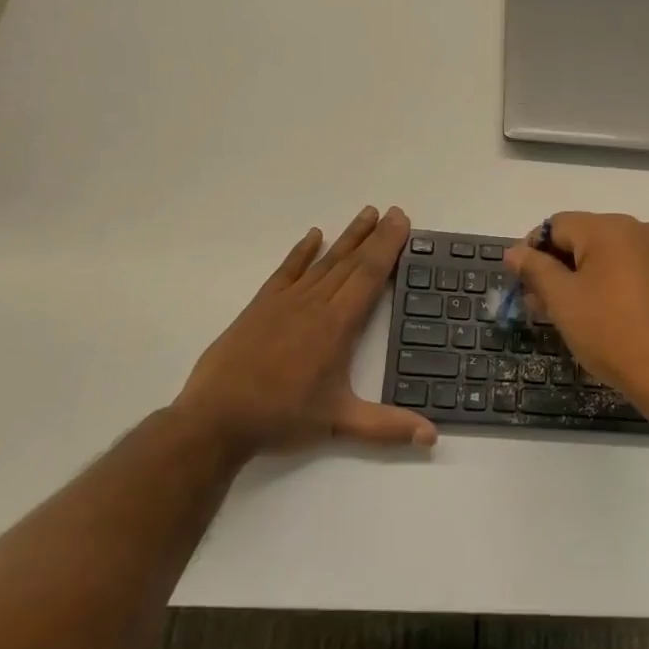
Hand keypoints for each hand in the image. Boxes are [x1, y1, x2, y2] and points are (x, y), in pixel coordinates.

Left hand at [176, 206, 437, 456]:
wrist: (216, 419)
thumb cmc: (281, 418)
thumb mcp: (338, 423)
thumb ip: (387, 427)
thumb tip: (433, 437)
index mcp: (337, 325)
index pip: (369, 275)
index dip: (388, 246)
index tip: (401, 221)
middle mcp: (315, 304)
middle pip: (351, 261)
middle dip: (375, 235)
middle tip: (393, 211)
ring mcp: (285, 302)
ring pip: (324, 262)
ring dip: (347, 237)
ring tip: (365, 214)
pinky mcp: (260, 306)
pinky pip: (286, 271)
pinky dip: (301, 252)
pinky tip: (313, 236)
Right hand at [503, 212, 648, 426]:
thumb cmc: (613, 333)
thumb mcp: (563, 301)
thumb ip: (535, 270)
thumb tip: (514, 252)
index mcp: (611, 227)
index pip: (557, 225)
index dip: (532, 250)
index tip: (518, 282)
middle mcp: (639, 229)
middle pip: (583, 237)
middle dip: (555, 266)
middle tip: (536, 303)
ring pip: (606, 256)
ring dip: (579, 278)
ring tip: (563, 313)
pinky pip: (629, 270)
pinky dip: (607, 285)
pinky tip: (597, 315)